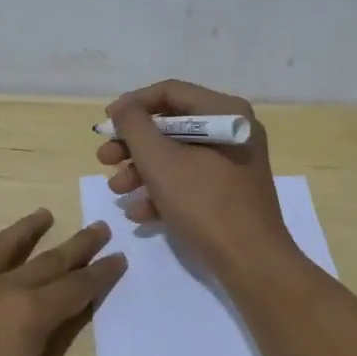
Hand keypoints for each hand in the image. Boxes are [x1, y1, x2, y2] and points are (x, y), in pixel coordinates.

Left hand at [0, 211, 159, 355]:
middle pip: (47, 260)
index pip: (77, 287)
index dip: (102, 273)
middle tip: (98, 226)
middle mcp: (0, 288)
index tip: (119, 256)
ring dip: (26, 230)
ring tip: (45, 214)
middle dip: (77, 245)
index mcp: (30, 316)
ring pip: (1, 247)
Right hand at [96, 80, 296, 277]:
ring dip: (141, 171)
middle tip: (104, 159)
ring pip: (177, 156)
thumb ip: (135, 127)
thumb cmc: (205, 203)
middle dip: (133, 144)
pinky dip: (162, 192)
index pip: (170, 92)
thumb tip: (124, 107)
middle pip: (171, 126)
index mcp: (225, 112)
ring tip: (117, 190)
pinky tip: (139, 213)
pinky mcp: (229, 193)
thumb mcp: (160, 161)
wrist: (251, 263)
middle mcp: (232, 131)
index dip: (133, 105)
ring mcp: (232, 164)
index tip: (106, 124)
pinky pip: (190, 181)